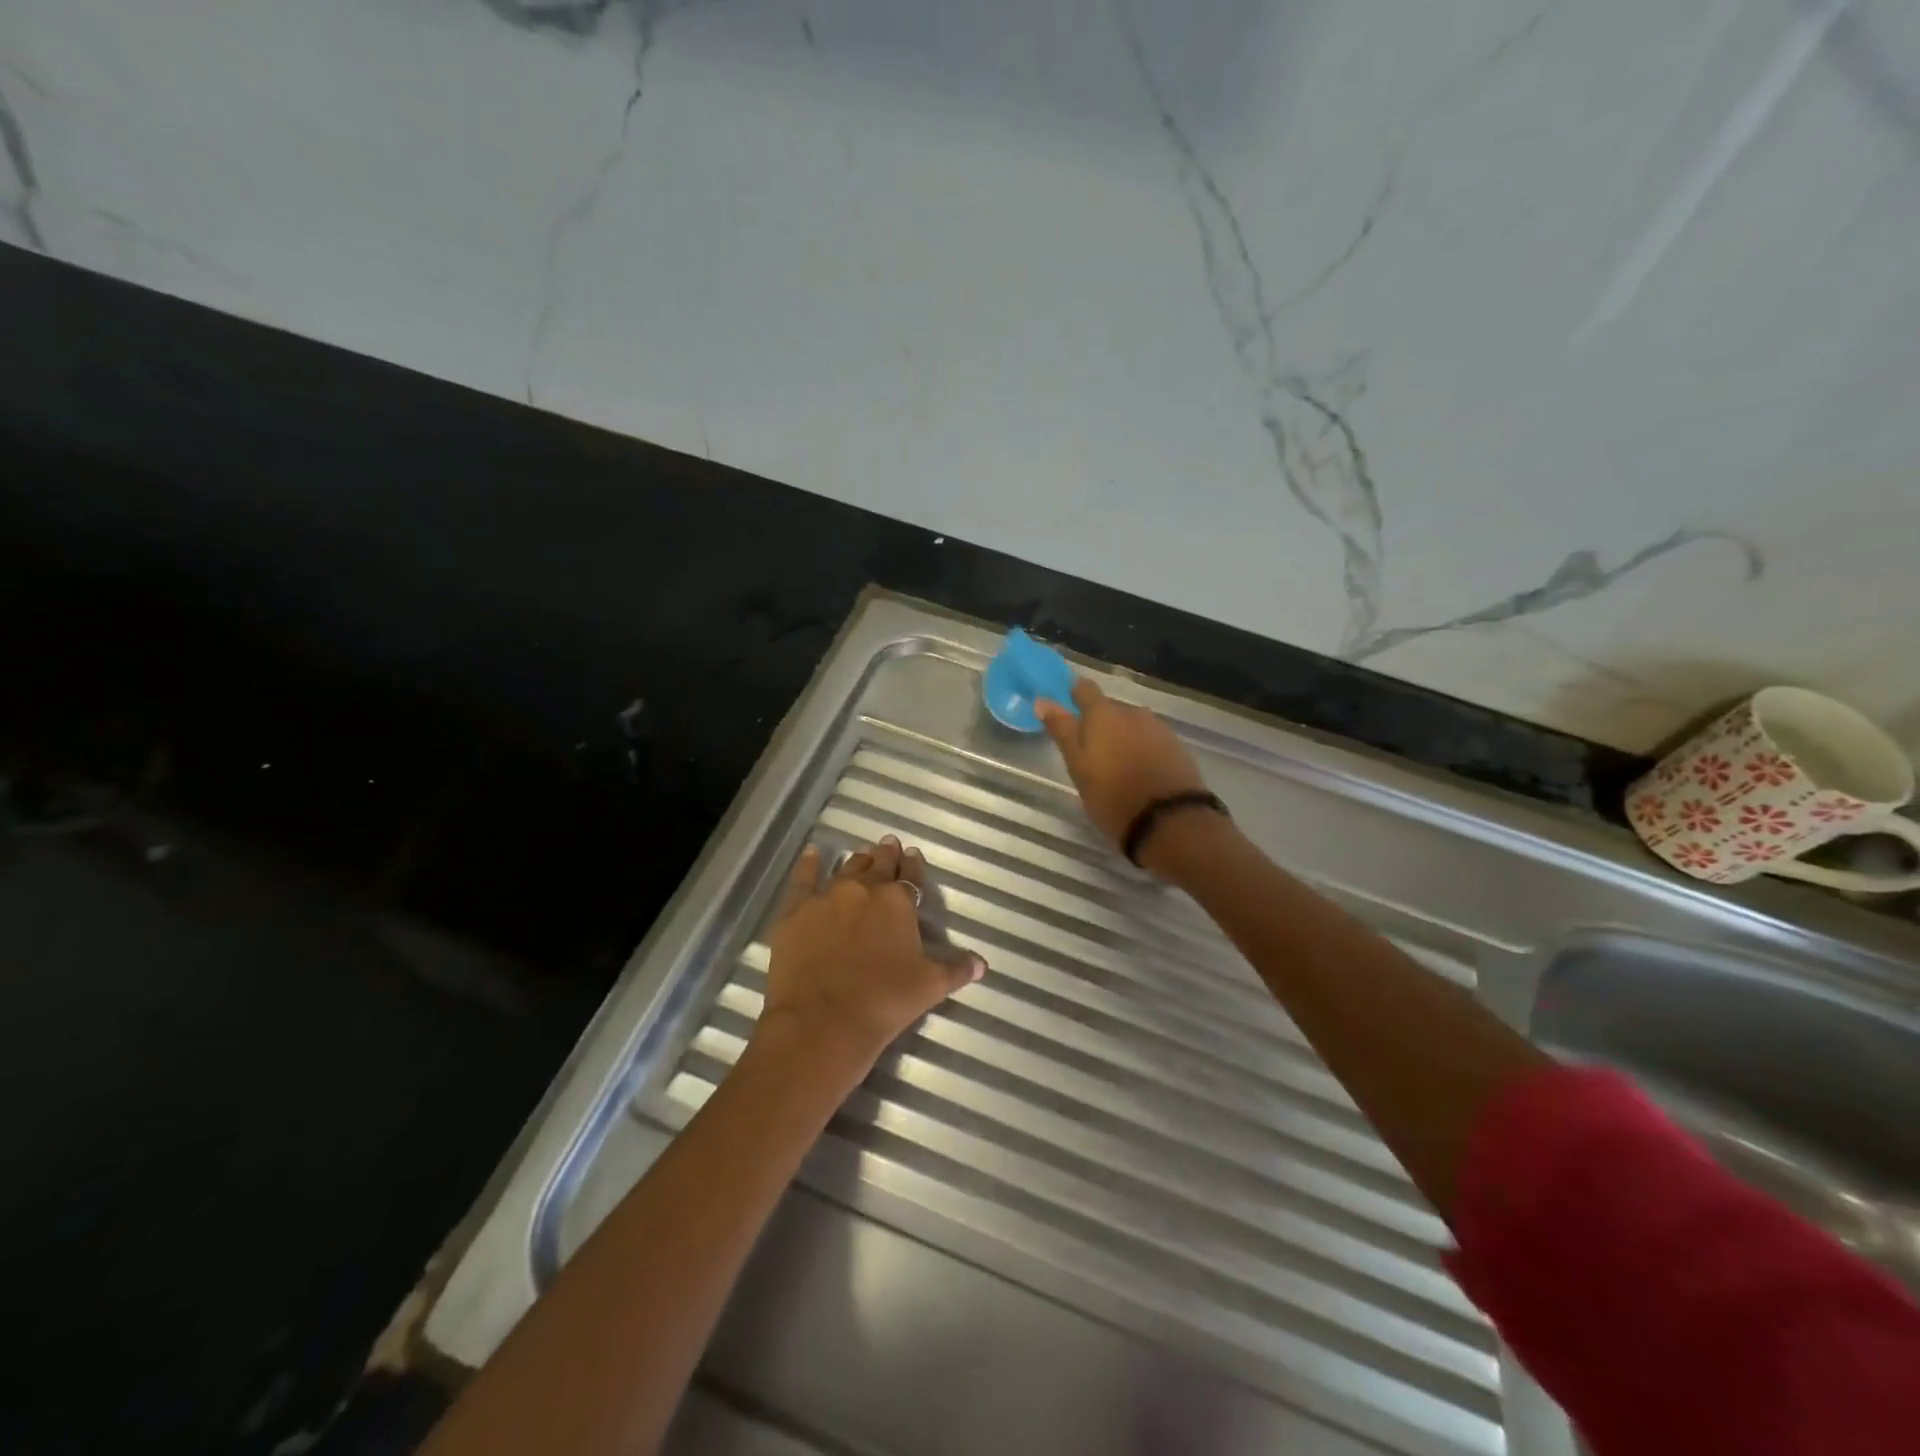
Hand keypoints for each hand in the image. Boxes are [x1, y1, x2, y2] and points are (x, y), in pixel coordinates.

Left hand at [755, 837, 985, 1073]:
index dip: (913, 866)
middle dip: (886, 855)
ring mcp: (827, 896)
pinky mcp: (796, 910)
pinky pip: (803, 878)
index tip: (912, 855)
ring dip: (857, 861)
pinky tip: (812, 853)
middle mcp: (864, 889)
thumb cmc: (883, 1002)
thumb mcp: (930, 987)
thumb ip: (956, 969)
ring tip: (862, 854)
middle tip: (889, 845)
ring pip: (846, 869)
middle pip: (878, 865)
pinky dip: (809, 864)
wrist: (821, 1022)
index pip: (910, 876)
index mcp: (898, 902)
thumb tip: (981, 963)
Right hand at [1036, 679, 1209, 856]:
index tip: (1066, 709)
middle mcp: (1132, 712)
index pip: (1084, 689)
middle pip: (1109, 709)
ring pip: (1131, 725)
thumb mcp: (1078, 767)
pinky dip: (1141, 750)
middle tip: (1089, 753)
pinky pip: (1151, 740)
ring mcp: (1158, 729)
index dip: (1073, 695)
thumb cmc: (1112, 795)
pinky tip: (1138, 773)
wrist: (1169, 821)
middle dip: (1099, 724)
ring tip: (1115, 766)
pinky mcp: (1176, 748)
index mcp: (1103, 714)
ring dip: (1122, 738)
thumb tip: (1042, 700)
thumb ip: (1062, 731)